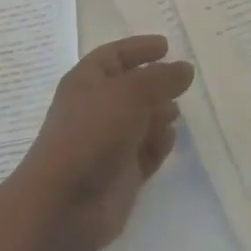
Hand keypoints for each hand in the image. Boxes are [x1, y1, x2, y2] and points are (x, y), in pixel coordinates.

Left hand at [9, 35, 194, 250]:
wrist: (64, 203)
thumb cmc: (92, 133)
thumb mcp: (130, 94)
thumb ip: (161, 78)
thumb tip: (185, 68)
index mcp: (87, 81)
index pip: (115, 55)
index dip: (139, 48)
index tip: (166, 46)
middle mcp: (97, 108)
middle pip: (131, 87)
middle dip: (156, 84)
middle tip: (183, 82)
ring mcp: (109, 142)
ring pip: (142, 120)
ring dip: (160, 113)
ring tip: (177, 112)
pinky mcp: (122, 173)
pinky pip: (146, 151)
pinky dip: (159, 144)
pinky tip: (168, 140)